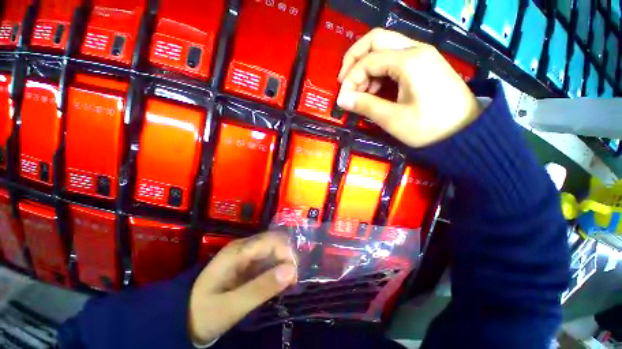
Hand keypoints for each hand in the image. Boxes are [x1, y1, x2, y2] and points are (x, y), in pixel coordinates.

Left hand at [188, 232, 296, 344]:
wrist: (182, 317)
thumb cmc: (204, 312)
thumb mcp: (231, 306)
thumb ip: (261, 288)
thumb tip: (292, 271)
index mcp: (238, 250)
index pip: (272, 241)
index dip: (287, 253)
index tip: (294, 275)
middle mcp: (244, 247)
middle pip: (274, 242)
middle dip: (288, 257)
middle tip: (293, 280)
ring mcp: (245, 254)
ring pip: (273, 250)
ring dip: (284, 263)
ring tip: (290, 283)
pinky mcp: (247, 263)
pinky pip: (268, 259)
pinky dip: (277, 268)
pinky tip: (280, 281)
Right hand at [337, 28, 481, 147]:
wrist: (465, 131)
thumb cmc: (429, 127)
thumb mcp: (393, 119)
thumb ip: (365, 106)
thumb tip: (342, 99)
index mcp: (409, 60)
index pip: (368, 61)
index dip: (350, 80)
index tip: (342, 100)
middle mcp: (415, 49)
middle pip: (375, 40)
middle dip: (354, 59)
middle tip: (344, 82)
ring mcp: (421, 55)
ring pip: (384, 47)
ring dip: (366, 66)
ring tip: (360, 92)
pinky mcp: (423, 65)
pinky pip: (394, 59)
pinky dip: (379, 72)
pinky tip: (376, 90)